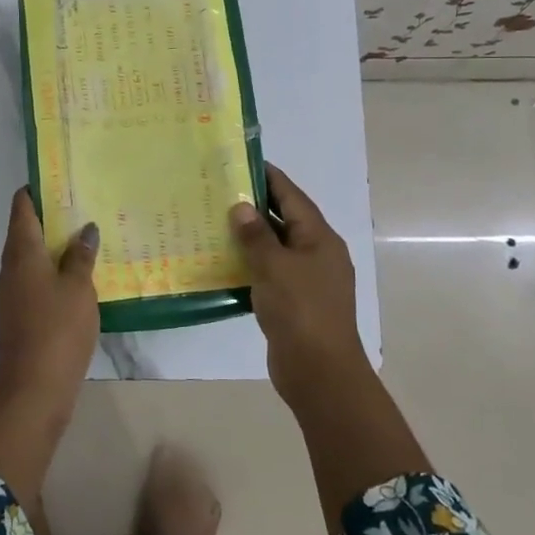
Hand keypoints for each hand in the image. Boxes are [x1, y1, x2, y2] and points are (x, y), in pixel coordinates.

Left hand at [0, 188, 98, 422]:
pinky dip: (51, 272)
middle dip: (49, 217)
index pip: (21, 209)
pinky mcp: (17, 316)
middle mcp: (9, 269)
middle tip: (81, 206)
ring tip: (84, 238)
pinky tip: (76, 277)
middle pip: (24, 232)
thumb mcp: (79, 289)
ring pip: (30, 258)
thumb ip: (81, 257)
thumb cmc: (57, 331)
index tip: (57, 179)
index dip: (35, 190)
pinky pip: (33, 281)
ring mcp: (10, 294)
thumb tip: (86, 229)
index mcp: (21, 254)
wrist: (33, 391)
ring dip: (52, 247)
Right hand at [230, 163, 367, 408]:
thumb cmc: (301, 311)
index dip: (269, 178)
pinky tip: (223, 263)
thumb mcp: (275, 267)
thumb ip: (256, 236)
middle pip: (284, 220)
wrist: (320, 372)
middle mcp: (316, 254)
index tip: (242, 162)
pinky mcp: (294, 303)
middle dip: (254, 207)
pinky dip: (250, 265)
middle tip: (219, 192)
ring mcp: (306, 280)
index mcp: (319, 238)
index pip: (292, 197)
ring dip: (249, 238)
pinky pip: (269, 274)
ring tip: (214, 223)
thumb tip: (241, 206)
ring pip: (275, 249)